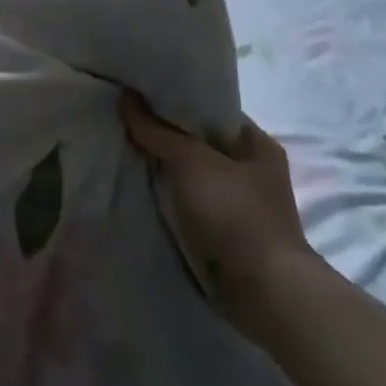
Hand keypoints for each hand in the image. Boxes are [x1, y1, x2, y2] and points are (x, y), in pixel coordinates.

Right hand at [120, 96, 313, 329]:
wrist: (264, 292)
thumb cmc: (235, 214)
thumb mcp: (192, 162)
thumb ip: (157, 130)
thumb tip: (126, 97)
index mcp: (257, 144)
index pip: (211, 109)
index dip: (176, 100)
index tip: (139, 93)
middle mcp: (251, 169)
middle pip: (198, 142)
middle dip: (163, 134)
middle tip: (122, 119)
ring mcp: (239, 203)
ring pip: (190, 174)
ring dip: (162, 167)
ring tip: (122, 149)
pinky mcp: (224, 232)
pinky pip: (188, 203)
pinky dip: (166, 196)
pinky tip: (137, 188)